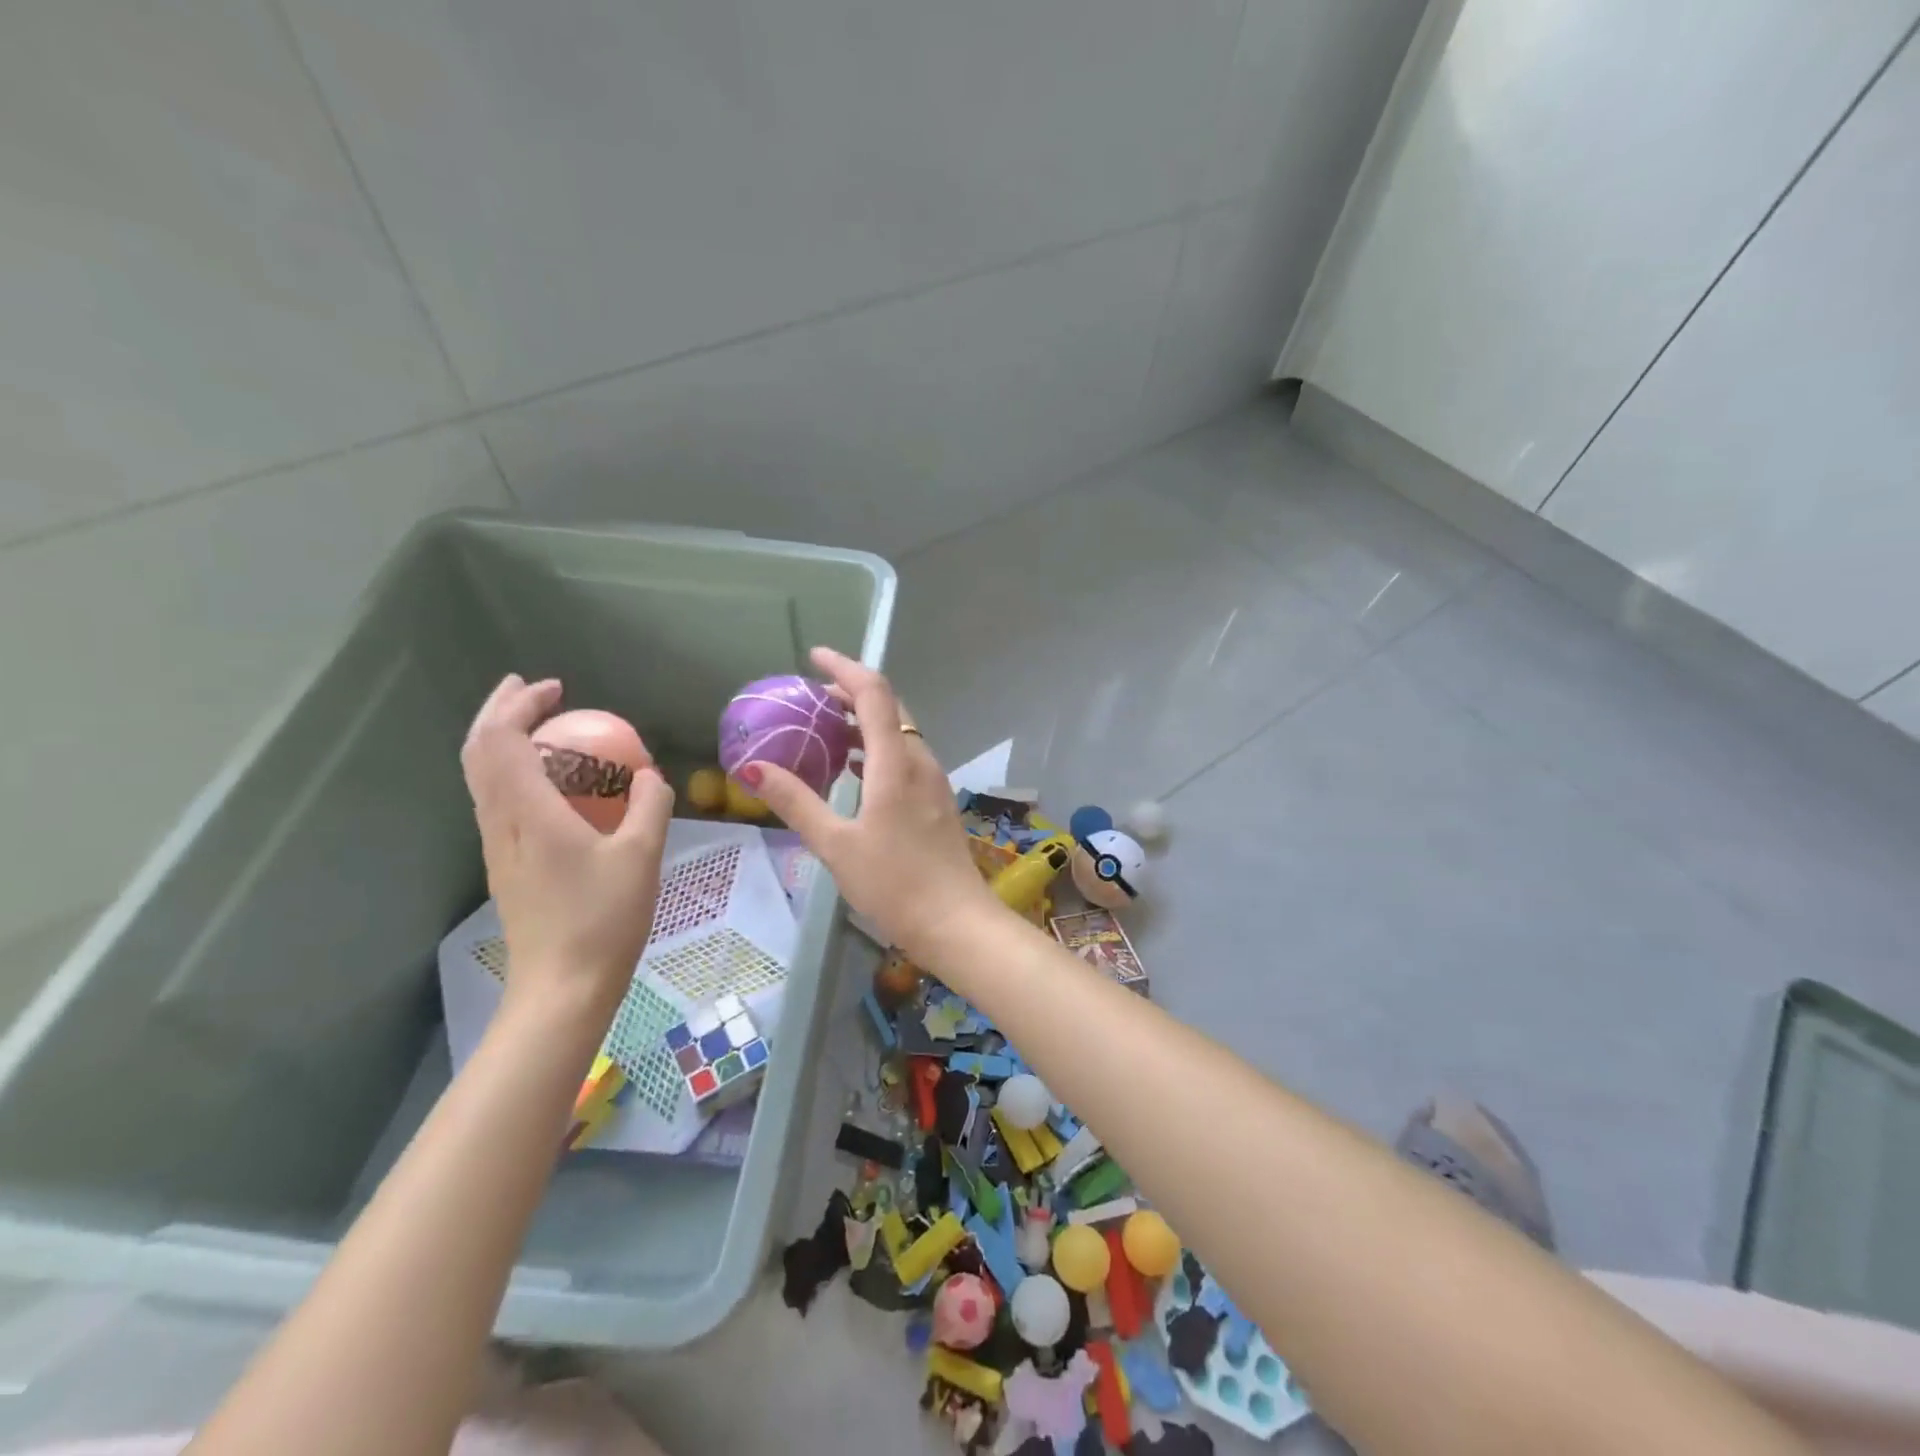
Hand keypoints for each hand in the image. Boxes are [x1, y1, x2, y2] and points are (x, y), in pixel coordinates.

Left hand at [461, 675, 674, 1020]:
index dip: (521, 705)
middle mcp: (501, 823)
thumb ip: (650, 805)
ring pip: (482, 777)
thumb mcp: (643, 855)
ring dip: (502, 740)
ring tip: (537, 724)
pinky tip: (550, 780)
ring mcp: (498, 846)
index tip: (555, 687)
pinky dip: (514, 770)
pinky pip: (498, 799)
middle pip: (478, 752)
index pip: (503, 741)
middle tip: (531, 688)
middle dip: (499, 712)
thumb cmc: (604, 918)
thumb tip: (651, 776)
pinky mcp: (507, 865)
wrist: (563, 988)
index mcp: (528, 813)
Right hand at [740, 647, 1003, 963]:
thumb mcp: (835, 844)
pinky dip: (876, 748)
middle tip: (812, 696)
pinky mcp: (936, 800)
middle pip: (889, 708)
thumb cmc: (893, 883)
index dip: (844, 668)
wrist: (955, 922)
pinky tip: (854, 768)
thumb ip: (796, 802)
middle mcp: (920, 761)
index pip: (874, 693)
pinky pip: (905, 756)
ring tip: (826, 727)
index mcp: (896, 763)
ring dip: (865, 721)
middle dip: (852, 692)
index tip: (814, 657)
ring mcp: (933, 780)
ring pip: (899, 733)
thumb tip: (752, 767)